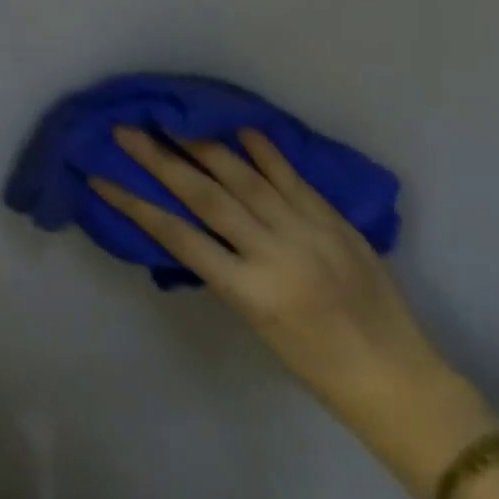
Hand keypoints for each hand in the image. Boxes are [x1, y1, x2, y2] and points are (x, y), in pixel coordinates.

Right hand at [92, 127, 498, 498]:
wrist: (396, 377)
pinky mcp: (333, 220)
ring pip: (245, 177)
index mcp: (248, 291)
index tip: (102, 179)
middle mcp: (273, 253)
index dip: (134, 204)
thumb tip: (197, 226)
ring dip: (203, 145)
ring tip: (172, 121)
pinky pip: (292, 177)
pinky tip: (240, 128)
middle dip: (160, 160)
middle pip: (205, 195)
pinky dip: (264, 151)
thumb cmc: (315, 366)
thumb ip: (226, 271)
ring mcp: (307, 231)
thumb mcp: (255, 323)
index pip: (177, 236)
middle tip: (127, 131)